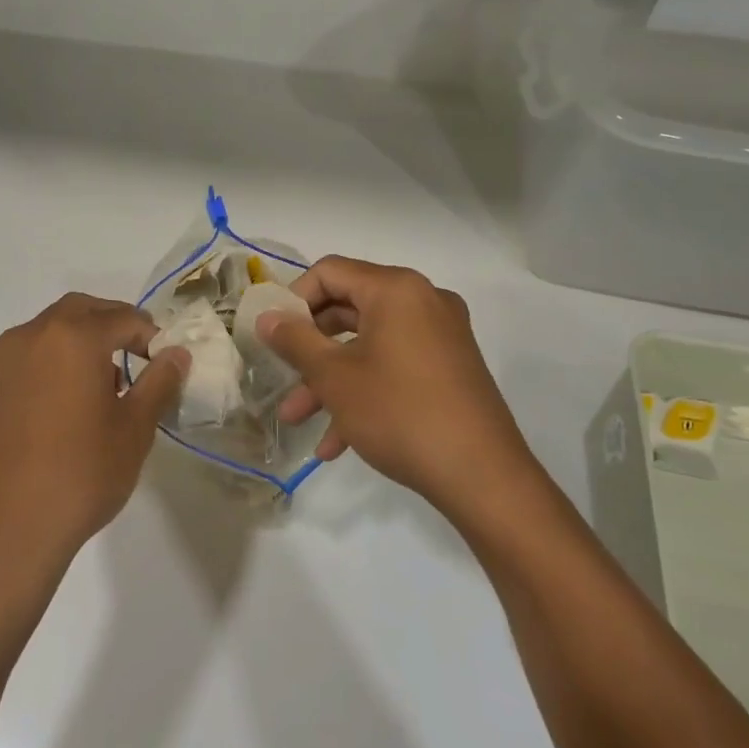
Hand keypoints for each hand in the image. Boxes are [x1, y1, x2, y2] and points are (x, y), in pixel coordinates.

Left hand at [0, 294, 186, 588]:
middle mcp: (27, 339)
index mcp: (71, 338)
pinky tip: (51, 415)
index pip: (121, 317)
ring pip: (42, 336)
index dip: (149, 334)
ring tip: (93, 389)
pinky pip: (16, 368)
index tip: (162, 360)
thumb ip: (158, 382)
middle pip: (76, 312)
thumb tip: (176, 354)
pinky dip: (41, 373)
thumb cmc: (81, 476)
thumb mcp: (134, 430)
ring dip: (72, 346)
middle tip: (132, 356)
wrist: (4, 534)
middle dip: (108, 325)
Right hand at [261, 257, 534, 514]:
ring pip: (369, 346)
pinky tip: (336, 443)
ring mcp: (440, 335)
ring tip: (297, 419)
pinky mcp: (449, 368)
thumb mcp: (335, 377)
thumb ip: (295, 340)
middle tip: (282, 375)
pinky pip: (395, 367)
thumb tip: (267, 317)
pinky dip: (364, 392)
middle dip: (309, 348)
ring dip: (330, 379)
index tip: (273, 335)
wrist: (481, 475)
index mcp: (396, 289)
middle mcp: (422, 301)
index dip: (294, 299)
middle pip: (349, 309)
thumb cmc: (398, 412)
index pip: (329, 272)